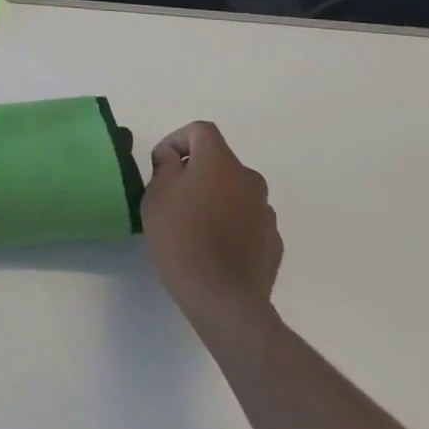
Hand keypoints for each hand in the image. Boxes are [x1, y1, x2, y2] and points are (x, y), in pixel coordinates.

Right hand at [142, 122, 282, 331]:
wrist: (222, 298)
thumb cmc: (180, 237)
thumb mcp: (156, 195)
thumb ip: (166, 167)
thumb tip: (176, 160)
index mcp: (220, 162)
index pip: (200, 130)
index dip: (176, 140)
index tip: (160, 166)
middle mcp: (249, 179)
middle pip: (219, 161)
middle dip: (195, 171)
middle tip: (171, 196)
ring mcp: (265, 211)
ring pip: (234, 191)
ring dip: (214, 197)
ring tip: (192, 225)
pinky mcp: (273, 241)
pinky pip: (246, 219)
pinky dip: (230, 223)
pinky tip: (213, 247)